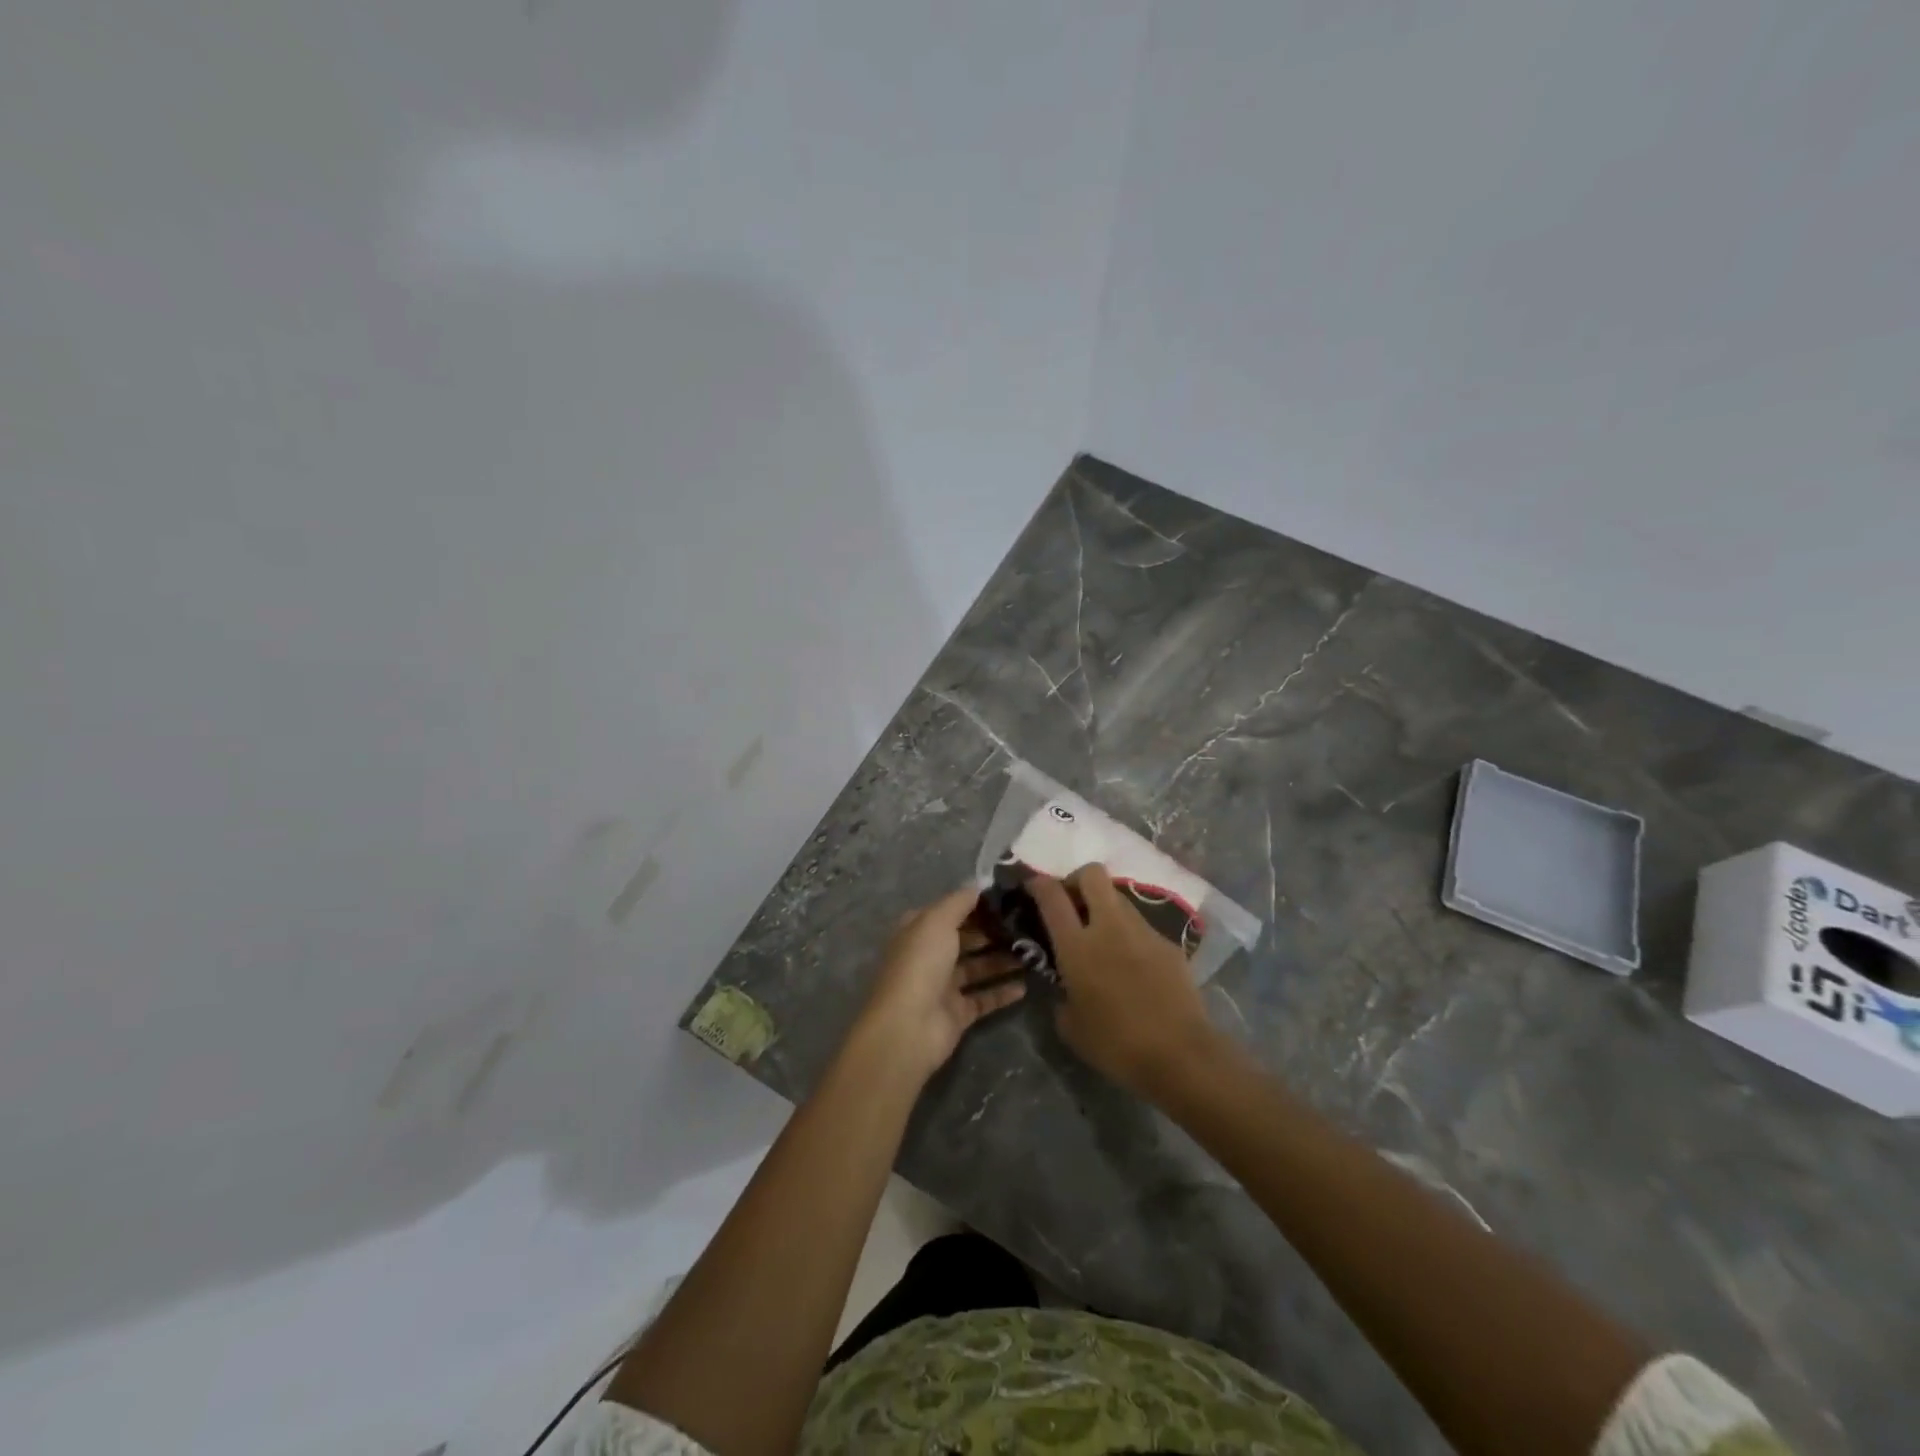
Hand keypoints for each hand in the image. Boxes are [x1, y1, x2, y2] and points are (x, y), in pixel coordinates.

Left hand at [852, 886, 1026, 1084]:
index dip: (976, 904)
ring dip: (1003, 960)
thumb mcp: (937, 921)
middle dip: (994, 931)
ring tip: (1034, 951)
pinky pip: (984, 998)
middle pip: (967, 939)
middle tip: (1029, 924)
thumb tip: (979, 884)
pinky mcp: (958, 1013)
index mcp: (919, 930)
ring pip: (978, 968)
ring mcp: (944, 986)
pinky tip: (1026, 985)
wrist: (908, 1027)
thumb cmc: (921, 964)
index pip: (951, 911)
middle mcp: (930, 955)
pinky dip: (1003, 992)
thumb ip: (959, 901)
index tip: (1009, 897)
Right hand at [1031, 864, 1220, 1096]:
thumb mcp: (1070, 1026)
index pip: (1052, 896)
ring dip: (1105, 907)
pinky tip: (1132, 966)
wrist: (1180, 1054)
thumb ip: (1061, 995)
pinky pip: (1142, 927)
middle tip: (1072, 904)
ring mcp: (1143, 931)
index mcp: (1077, 946)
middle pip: (1092, 874)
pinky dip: (1130, 936)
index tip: (1033, 885)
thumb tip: (1065, 985)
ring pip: (1119, 898)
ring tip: (1103, 938)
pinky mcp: (1169, 944)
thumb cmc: (1115, 1044)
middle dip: (1077, 880)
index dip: (1039, 883)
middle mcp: (1109, 927)